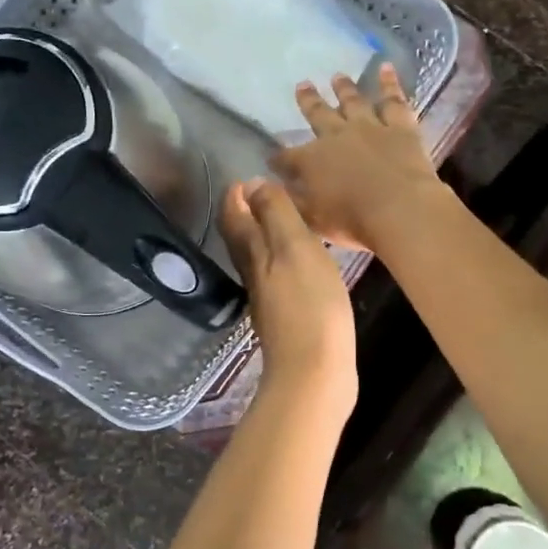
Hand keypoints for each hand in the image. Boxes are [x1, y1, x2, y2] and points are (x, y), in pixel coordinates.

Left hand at [219, 177, 356, 410]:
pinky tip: (302, 263)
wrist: (315, 371)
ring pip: (258, 258)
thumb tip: (252, 184)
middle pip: (241, 237)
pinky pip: (278, 278)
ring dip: (264, 236)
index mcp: (252, 252)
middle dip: (246, 213)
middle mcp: (252, 273)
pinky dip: (282, 261)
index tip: (247, 177)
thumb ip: (275, 213)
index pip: (233, 215)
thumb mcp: (295, 246)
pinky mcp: (286, 318)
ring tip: (285, 221)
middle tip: (263, 194)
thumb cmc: (309, 303)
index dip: (236, 195)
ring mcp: (267, 299)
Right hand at [268, 65, 445, 251]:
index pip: (287, 157)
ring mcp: (369, 127)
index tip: (272, 157)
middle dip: (308, 101)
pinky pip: (393, 101)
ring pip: (353, 102)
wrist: (399, 209)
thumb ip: (290, 202)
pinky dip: (390, 84)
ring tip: (337, 76)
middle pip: (318, 115)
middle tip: (301, 85)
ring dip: (344, 88)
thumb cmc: (352, 221)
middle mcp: (335, 136)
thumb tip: (268, 189)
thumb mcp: (311, 219)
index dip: (279, 158)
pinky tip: (387, 68)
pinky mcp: (400, 128)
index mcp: (311, 161)